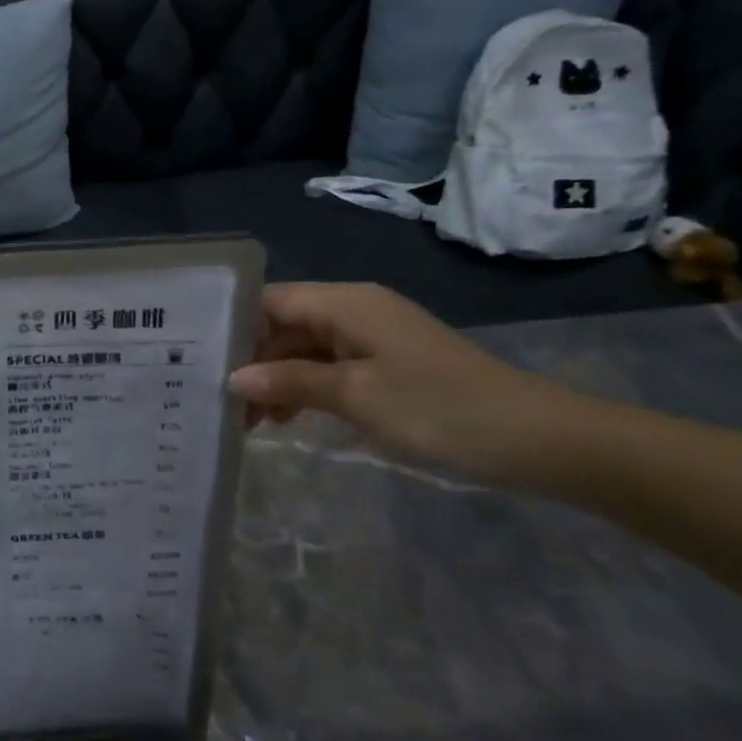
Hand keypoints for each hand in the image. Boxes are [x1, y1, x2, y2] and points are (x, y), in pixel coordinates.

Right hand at [227, 283, 584, 486]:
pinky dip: (306, 388)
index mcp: (345, 302)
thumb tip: (235, 378)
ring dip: (277, 380)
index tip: (202, 362)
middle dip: (253, 361)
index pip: (270, 300)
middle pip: (284, 325)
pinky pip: (331, 367)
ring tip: (251, 422)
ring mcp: (373, 338)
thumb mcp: (356, 396)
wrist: (539, 440)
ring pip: (305, 349)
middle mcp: (354, 309)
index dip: (234, 327)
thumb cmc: (439, 408)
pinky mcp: (388, 364)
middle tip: (222, 404)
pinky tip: (290, 419)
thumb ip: (291, 382)